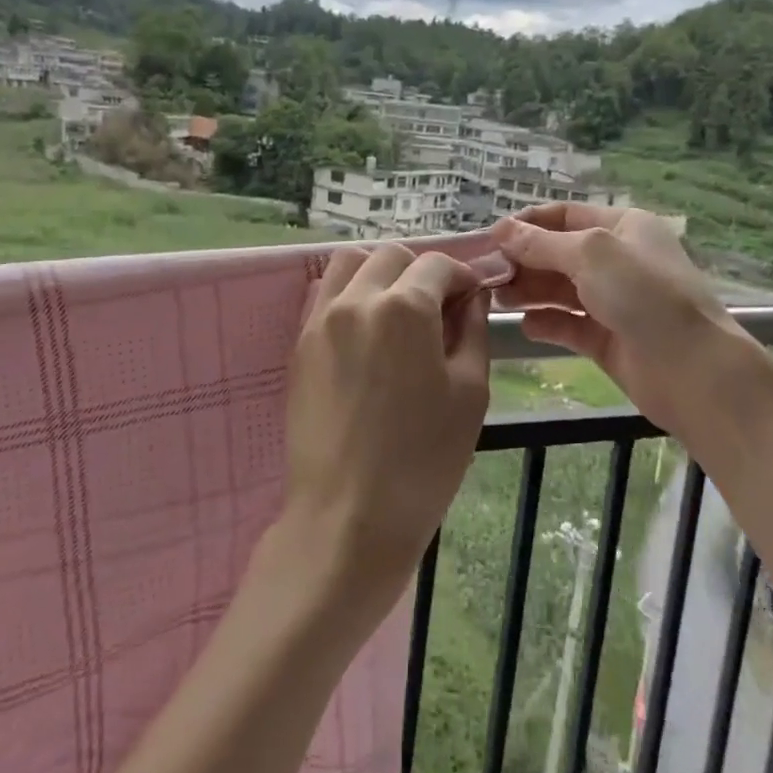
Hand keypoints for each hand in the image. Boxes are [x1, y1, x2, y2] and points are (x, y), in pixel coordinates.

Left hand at [279, 244, 491, 622]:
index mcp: (404, 306)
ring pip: (349, 264)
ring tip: (398, 312)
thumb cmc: (424, 459)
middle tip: (439, 309)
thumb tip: (471, 296)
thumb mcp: (470, 392)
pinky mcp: (299, 345)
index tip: (473, 298)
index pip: (437, 265)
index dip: (463, 276)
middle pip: (391, 256)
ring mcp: (320, 320)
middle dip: (421, 271)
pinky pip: (324, 295)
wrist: (348, 516)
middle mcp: (356, 299)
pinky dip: (349, 294)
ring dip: (379, 273)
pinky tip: (366, 331)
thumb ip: (472, 329)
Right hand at [494, 205, 753, 437]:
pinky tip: (526, 326)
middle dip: (523, 260)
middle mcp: (618, 261)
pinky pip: (569, 325)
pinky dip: (547, 323)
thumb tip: (502, 230)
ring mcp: (614, 302)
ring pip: (560, 290)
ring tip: (498, 298)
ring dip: (529, 291)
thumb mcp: (591, 255)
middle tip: (487, 274)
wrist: (694, 370)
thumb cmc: (645, 296)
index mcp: (623, 228)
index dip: (527, 224)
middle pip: (558, 254)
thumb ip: (542, 244)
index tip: (490, 237)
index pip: (565, 216)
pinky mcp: (608, 340)